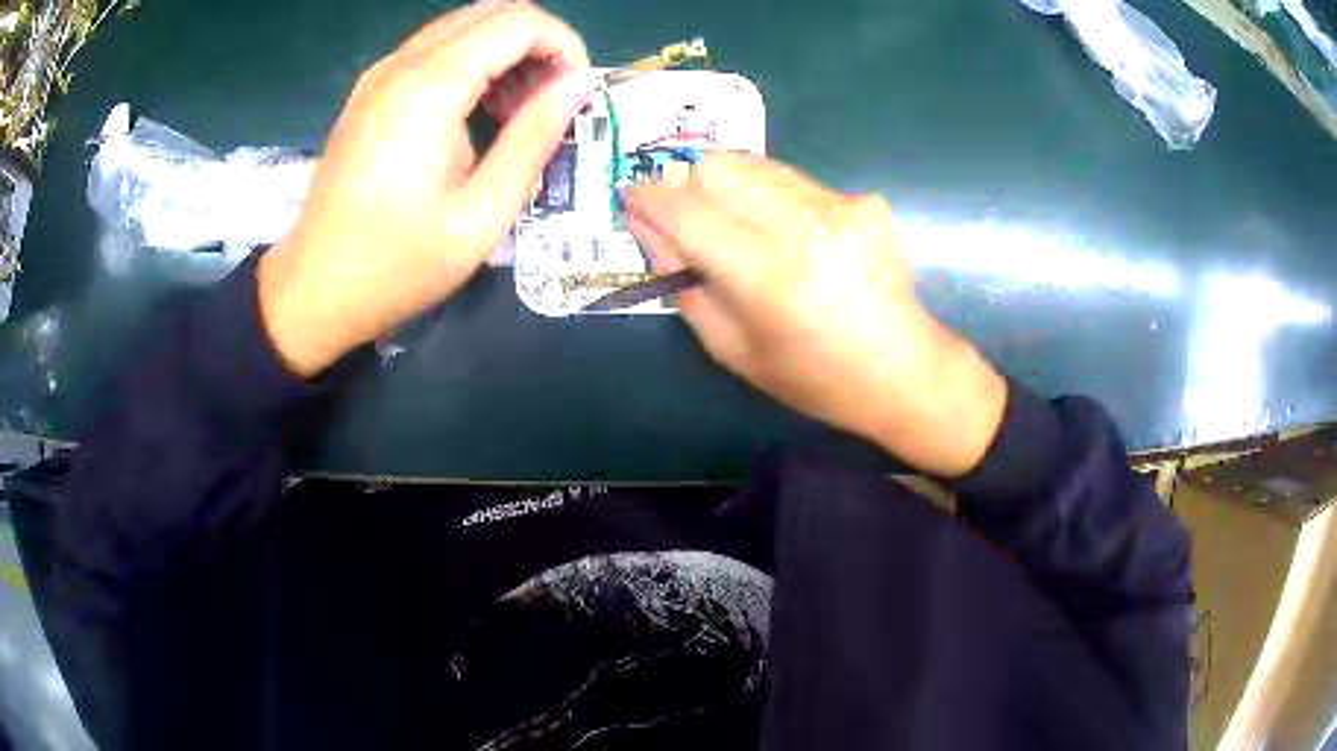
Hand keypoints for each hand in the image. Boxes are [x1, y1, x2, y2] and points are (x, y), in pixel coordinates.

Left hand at [258, 1, 592, 376]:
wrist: (312, 291)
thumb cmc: (397, 265)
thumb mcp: (482, 214)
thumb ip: (534, 138)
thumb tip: (578, 85)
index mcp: (430, 87)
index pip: (519, 22)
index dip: (563, 46)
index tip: (576, 94)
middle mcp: (403, 63)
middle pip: (493, 12)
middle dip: (537, 45)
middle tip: (549, 103)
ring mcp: (380, 75)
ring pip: (464, 27)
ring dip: (505, 54)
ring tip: (516, 115)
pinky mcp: (370, 92)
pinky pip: (434, 51)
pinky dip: (471, 65)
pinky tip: (475, 115)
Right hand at [626, 153, 1006, 476]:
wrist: (903, 370)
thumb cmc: (813, 377)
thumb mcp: (732, 349)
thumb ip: (684, 284)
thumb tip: (648, 230)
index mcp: (768, 275)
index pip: (688, 210)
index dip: (649, 199)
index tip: (631, 198)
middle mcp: (804, 225)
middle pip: (718, 165)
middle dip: (689, 185)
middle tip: (687, 218)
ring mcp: (839, 205)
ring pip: (755, 163)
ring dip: (730, 187)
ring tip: (738, 226)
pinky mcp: (862, 199)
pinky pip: (792, 179)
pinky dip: (771, 197)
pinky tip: (788, 234)